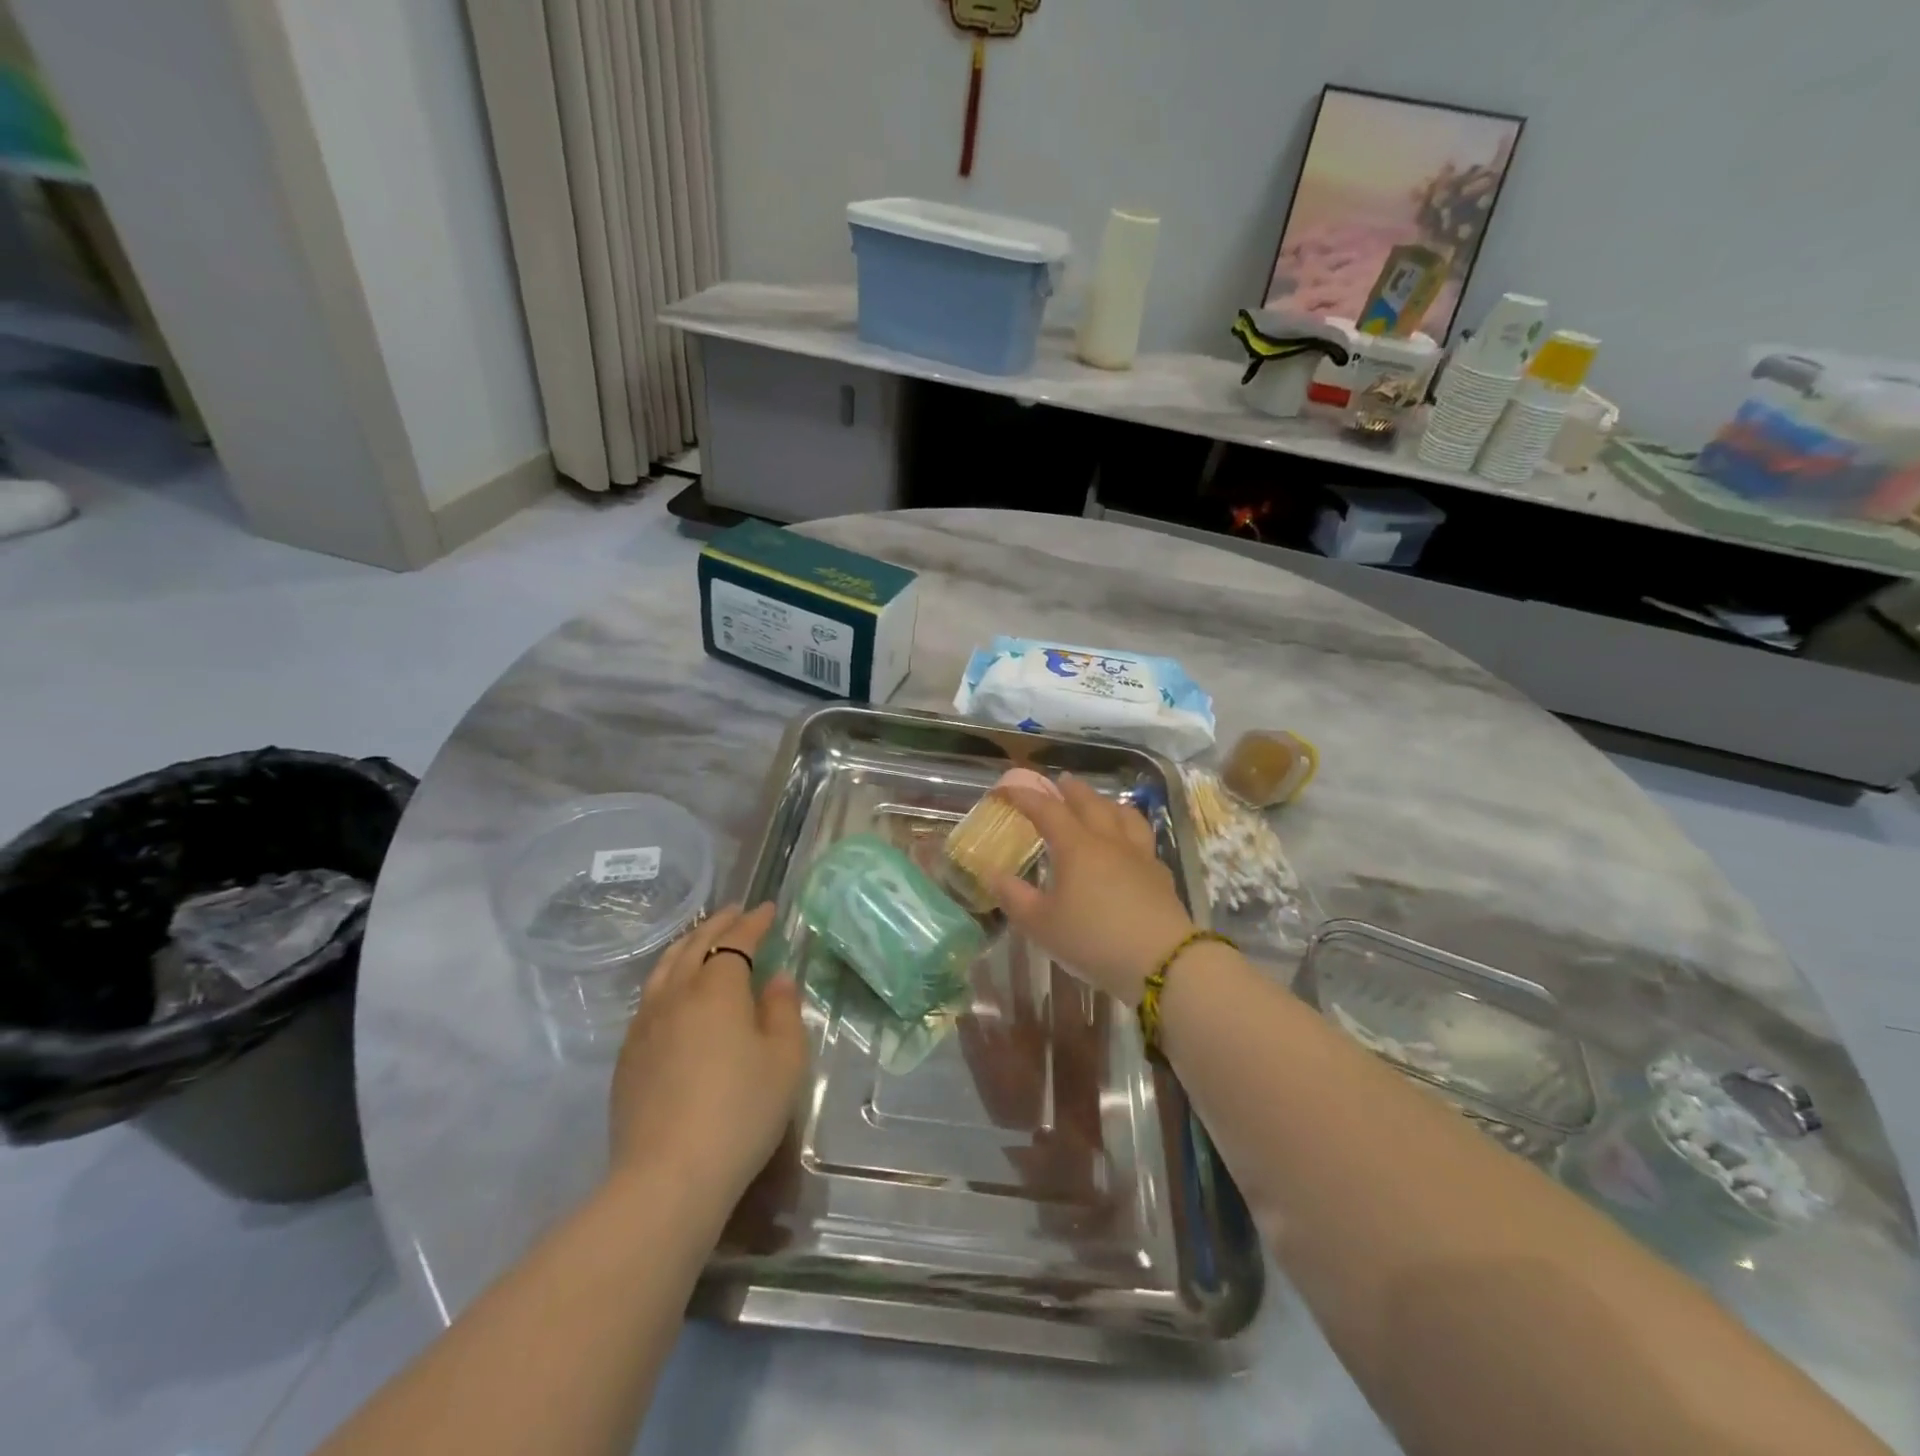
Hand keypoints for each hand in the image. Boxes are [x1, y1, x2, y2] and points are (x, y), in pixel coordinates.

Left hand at [607, 903, 806, 1211]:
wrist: (668, 1176)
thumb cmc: (740, 1111)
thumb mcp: (784, 1060)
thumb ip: (783, 1012)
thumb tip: (777, 980)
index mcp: (716, 989)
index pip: (736, 941)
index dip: (753, 922)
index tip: (768, 909)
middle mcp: (676, 995)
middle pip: (695, 945)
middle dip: (718, 925)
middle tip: (736, 912)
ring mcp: (645, 1025)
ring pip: (665, 968)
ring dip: (688, 945)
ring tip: (702, 939)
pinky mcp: (628, 1056)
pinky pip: (649, 997)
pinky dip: (668, 976)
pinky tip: (674, 991)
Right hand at [989, 775, 1195, 1005]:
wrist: (1161, 962)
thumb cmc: (1092, 939)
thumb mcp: (1041, 924)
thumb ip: (1014, 897)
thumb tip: (992, 874)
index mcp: (1076, 847)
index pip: (1047, 810)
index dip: (1025, 796)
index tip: (1006, 789)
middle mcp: (1108, 841)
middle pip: (1090, 804)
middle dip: (1072, 790)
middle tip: (1061, 781)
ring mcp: (1139, 856)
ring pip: (1124, 816)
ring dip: (1107, 803)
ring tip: (1100, 803)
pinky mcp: (1160, 875)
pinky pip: (1144, 840)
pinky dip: (1131, 831)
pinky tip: (1130, 845)